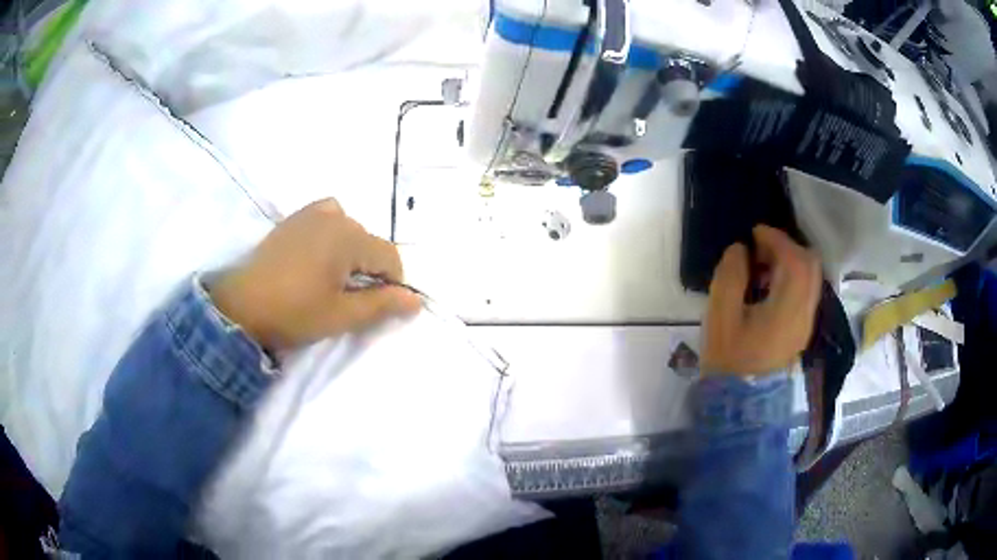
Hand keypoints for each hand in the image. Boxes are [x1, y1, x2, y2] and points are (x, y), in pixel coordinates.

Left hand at [210, 199, 420, 351]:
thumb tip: (416, 301)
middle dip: (371, 270)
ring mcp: (310, 213)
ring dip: (352, 252)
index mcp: (349, 237)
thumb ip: (381, 305)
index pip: (389, 256)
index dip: (393, 284)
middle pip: (369, 242)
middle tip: (353, 299)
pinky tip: (321, 253)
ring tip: (336, 279)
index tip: (381, 308)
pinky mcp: (293, 219)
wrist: (241, 307)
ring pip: (349, 230)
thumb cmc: (293, 313)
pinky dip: (332, 232)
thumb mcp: (341, 315)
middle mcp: (334, 216)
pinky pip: (326, 216)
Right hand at [702, 225, 821, 375]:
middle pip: (810, 264)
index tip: (753, 234)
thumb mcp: (720, 317)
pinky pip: (805, 291)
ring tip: (762, 266)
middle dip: (787, 247)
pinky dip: (792, 278)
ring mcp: (806, 323)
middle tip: (760, 248)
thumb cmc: (728, 360)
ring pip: (810, 277)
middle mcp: (804, 313)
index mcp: (787, 310)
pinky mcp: (802, 330)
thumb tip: (740, 250)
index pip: (795, 261)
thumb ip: (729, 277)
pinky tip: (768, 286)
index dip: (776, 239)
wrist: (740, 402)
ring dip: (790, 261)